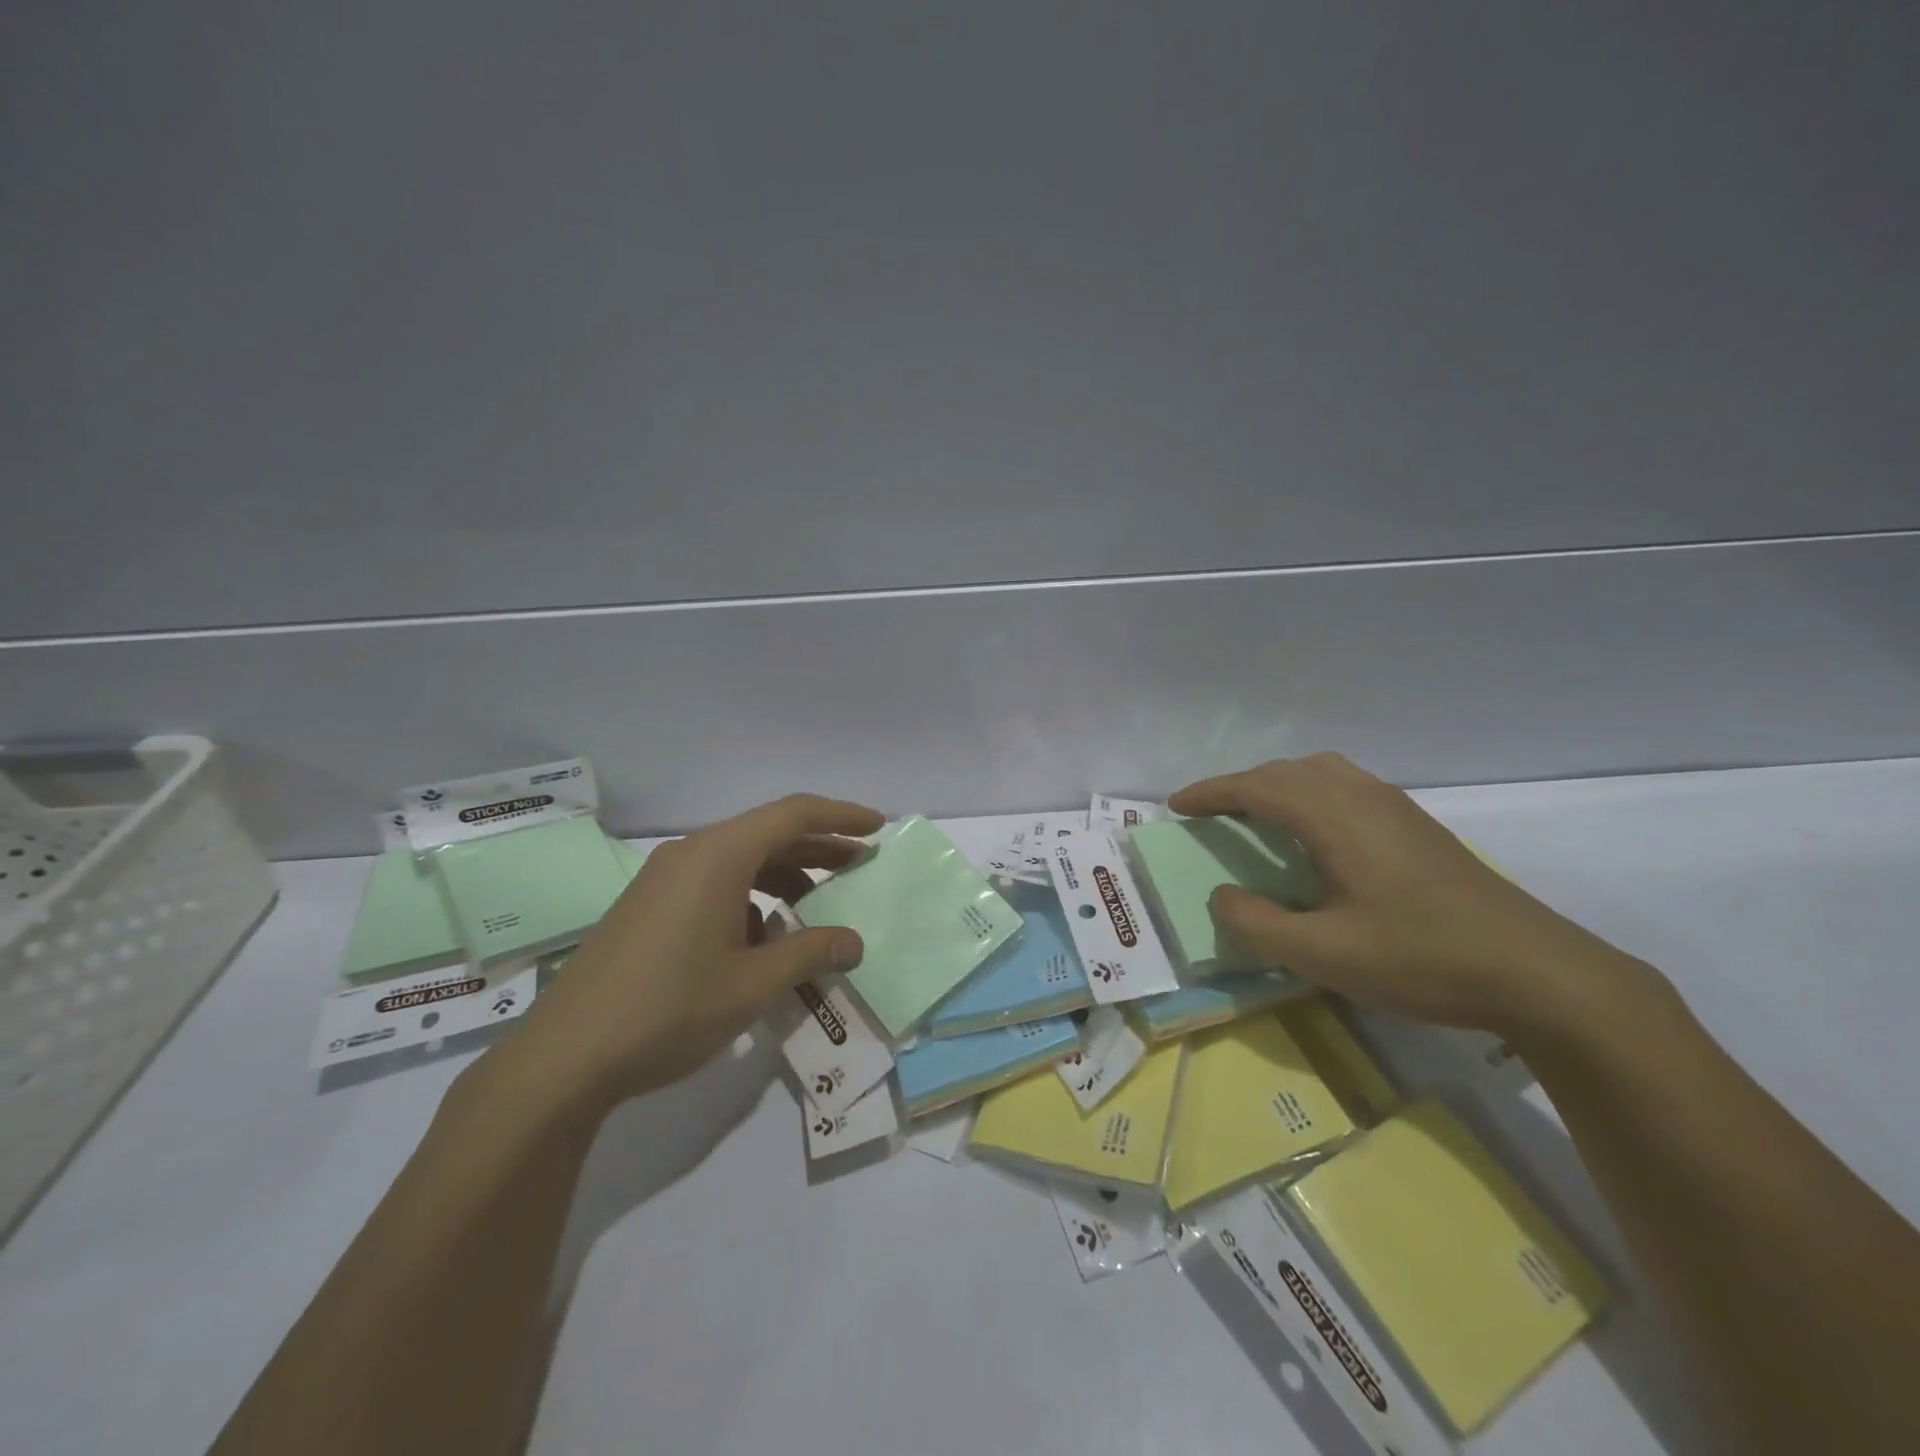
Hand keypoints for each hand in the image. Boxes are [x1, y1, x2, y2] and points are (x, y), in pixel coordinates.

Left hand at [494, 794, 882, 1112]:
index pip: (793, 814)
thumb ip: (810, 954)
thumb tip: (854, 942)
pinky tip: (764, 938)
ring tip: (818, 906)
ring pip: (741, 860)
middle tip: (860, 865)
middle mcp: (690, 853)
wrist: (564, 1058)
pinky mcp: (650, 905)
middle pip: (768, 833)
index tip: (877, 828)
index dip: (841, 816)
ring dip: (785, 875)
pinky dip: (751, 897)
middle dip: (819, 847)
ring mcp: (664, 878)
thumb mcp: (752, 985)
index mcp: (717, 856)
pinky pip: (715, 882)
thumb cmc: (668, 1010)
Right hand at [1168, 754, 1662, 1038]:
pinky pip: (1346, 785)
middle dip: (1239, 785)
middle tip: (1210, 812)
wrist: (1537, 972)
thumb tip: (1221, 895)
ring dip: (1277, 783)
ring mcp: (1395, 807)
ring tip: (1256, 813)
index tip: (1177, 806)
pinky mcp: (1417, 825)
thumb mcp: (1324, 954)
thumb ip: (1257, 923)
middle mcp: (1362, 797)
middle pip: (1286, 771)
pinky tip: (1315, 829)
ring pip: (1320, 771)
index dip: (1211, 793)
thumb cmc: (1421, 958)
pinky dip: (1309, 791)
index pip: (1256, 788)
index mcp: (1334, 818)